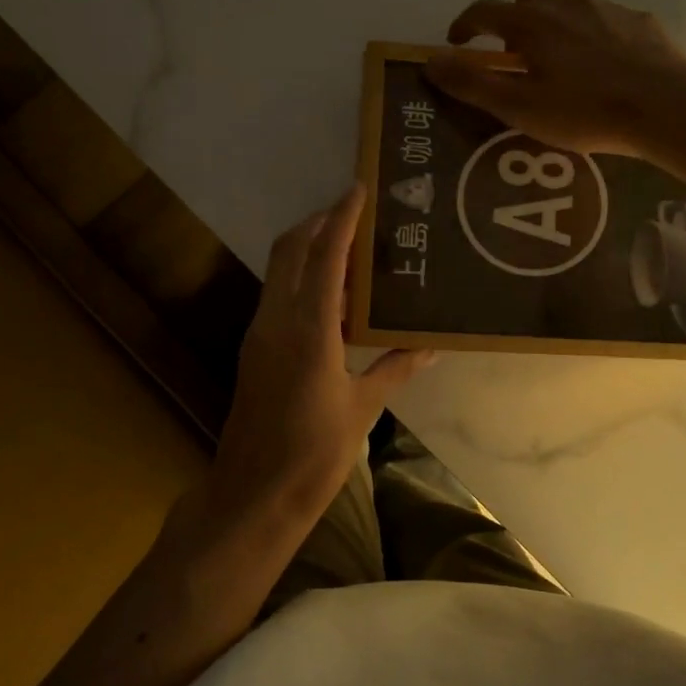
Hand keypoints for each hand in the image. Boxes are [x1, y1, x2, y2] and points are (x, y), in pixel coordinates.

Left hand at [209, 185, 432, 529]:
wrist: (253, 495)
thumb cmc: (313, 454)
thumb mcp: (362, 409)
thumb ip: (396, 369)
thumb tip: (432, 345)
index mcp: (308, 331)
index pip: (324, 257)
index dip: (341, 219)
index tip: (358, 189)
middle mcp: (276, 321)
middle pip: (290, 250)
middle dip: (319, 223)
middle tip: (357, 215)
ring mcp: (260, 334)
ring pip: (281, 271)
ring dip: (310, 250)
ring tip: (354, 250)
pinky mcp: (256, 350)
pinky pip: (280, 296)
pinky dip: (304, 280)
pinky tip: (337, 298)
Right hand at [426, 0, 685, 156]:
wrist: (664, 106)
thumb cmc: (585, 111)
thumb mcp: (520, 107)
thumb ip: (473, 84)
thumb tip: (430, 62)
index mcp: (531, 22)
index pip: (483, 11)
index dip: (464, 26)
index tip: (457, 45)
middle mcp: (565, 2)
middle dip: (512, 19)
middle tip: (514, 55)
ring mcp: (605, 7)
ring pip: (566, 1)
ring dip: (551, 22)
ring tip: (556, 59)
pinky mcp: (637, 20)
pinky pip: (601, 17)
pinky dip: (588, 32)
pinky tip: (600, 63)